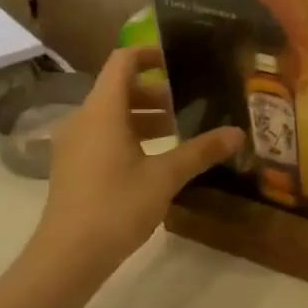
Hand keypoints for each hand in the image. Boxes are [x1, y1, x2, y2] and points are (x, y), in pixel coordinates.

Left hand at [32, 47, 242, 277]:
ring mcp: (74, 144)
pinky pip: (103, 135)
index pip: (122, 62)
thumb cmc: (117, 205)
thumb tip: (238, 133)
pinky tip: (155, 158)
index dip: (149, 53)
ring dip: (144, 116)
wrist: (69, 254)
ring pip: (111, 115)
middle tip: (189, 103)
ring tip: (179, 131)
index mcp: (102, 111)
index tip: (178, 59)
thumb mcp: (166, 176)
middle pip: (118, 89)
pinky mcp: (73, 166)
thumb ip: (201, 151)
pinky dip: (130, 134)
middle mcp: (82, 119)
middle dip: (155, 91)